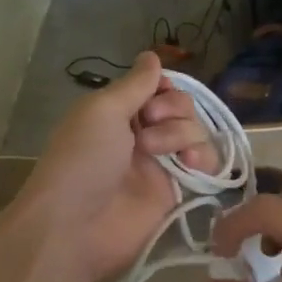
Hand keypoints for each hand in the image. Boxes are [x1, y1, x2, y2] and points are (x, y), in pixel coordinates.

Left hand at [12, 52, 216, 281]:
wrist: (76, 226)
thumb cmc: (83, 160)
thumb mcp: (103, 110)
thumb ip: (135, 84)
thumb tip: (152, 55)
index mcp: (118, 112)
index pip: (158, 87)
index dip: (165, 87)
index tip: (156, 95)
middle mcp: (142, 134)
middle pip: (182, 107)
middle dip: (173, 111)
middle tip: (148, 127)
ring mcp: (161, 164)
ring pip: (196, 133)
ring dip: (184, 135)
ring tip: (160, 153)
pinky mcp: (177, 192)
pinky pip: (205, 165)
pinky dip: (204, 158)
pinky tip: (191, 165)